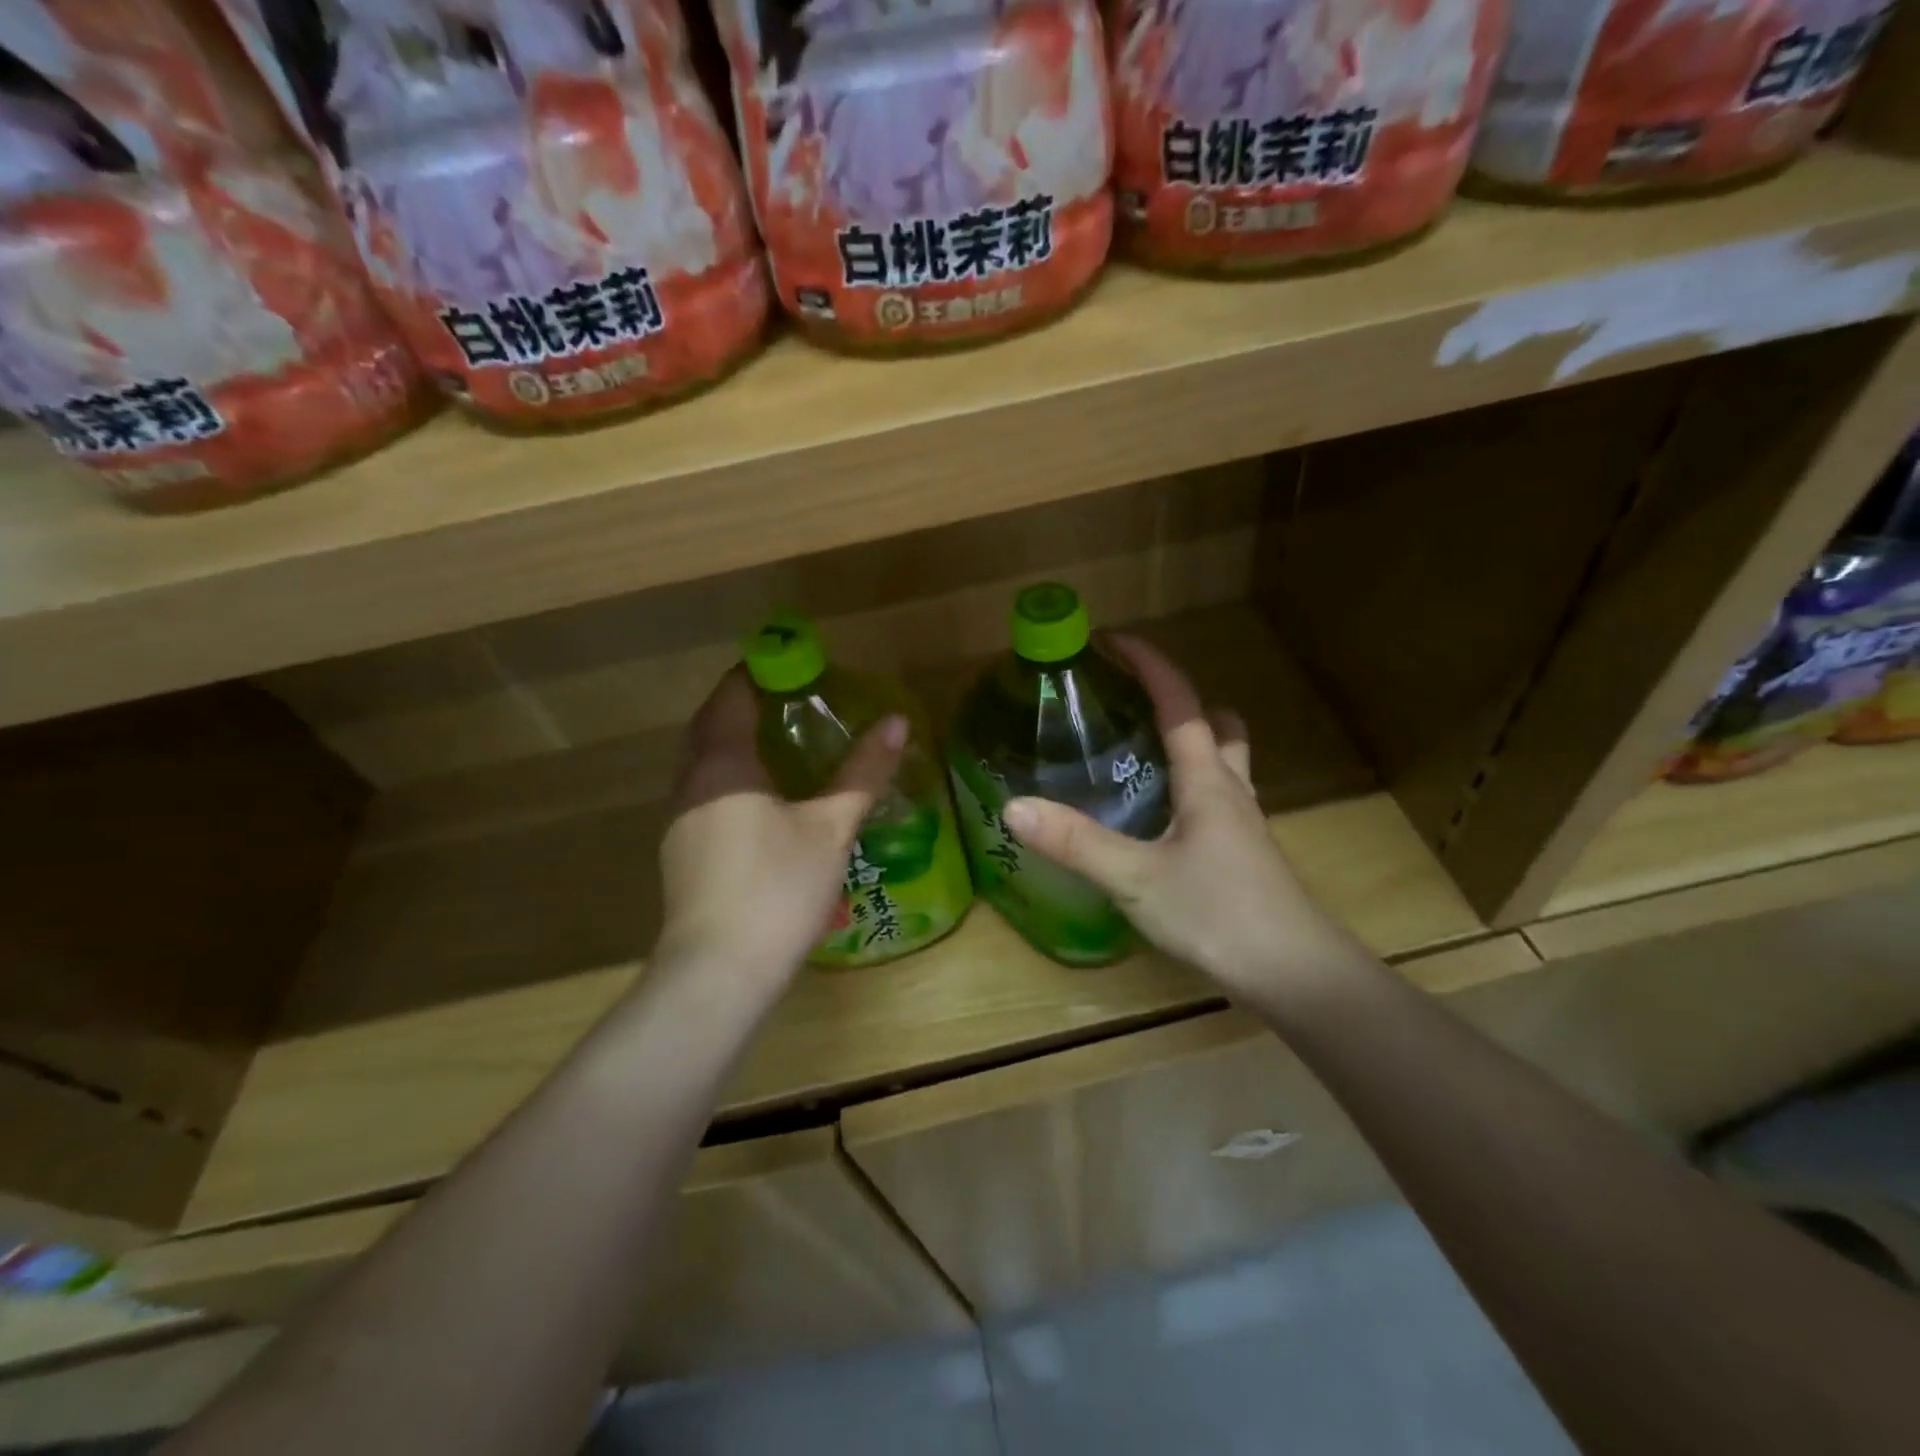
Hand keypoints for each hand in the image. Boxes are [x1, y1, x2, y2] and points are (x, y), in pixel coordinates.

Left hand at [657, 669, 905, 996]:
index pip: (731, 695)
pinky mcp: (681, 851)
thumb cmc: (778, 888)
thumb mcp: (830, 826)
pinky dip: (731, 778)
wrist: (719, 972)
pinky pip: (705, 793)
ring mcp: (680, 819)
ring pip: (704, 763)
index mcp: (722, 764)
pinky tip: (763, 800)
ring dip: (735, 744)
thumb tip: (895, 721)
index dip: (759, 673)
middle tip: (792, 701)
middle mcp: (691, 782)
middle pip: (711, 725)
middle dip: (745, 706)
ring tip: (782, 745)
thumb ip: (863, 772)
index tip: (795, 665)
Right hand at [1000, 635, 1358, 997]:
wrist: (1294, 976)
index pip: (1180, 705)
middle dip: (1179, 705)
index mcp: (1207, 780)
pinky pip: (1216, 802)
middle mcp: (1231, 792)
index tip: (1114, 641)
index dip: (1151, 666)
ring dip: (1190, 747)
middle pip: (1217, 727)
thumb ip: (1076, 842)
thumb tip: (1014, 807)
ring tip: (1140, 760)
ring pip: (1223, 765)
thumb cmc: (1218, 913)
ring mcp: (1243, 826)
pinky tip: (1158, 822)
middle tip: (1132, 709)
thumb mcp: (1136, 878)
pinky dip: (1189, 790)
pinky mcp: (1244, 857)